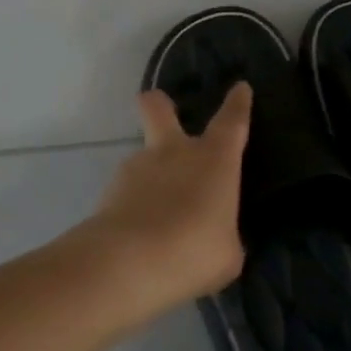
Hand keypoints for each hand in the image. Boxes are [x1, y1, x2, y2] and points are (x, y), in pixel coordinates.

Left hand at [77, 84, 252, 322]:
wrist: (128, 262)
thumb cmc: (194, 251)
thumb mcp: (226, 252)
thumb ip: (221, 233)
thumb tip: (213, 233)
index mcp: (213, 160)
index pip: (231, 121)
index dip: (237, 104)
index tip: (240, 88)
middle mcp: (173, 152)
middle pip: (159, 108)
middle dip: (159, 103)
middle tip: (160, 106)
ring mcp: (137, 167)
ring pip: (143, 158)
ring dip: (150, 177)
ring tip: (157, 218)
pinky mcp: (110, 191)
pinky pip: (128, 193)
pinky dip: (134, 206)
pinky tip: (139, 236)